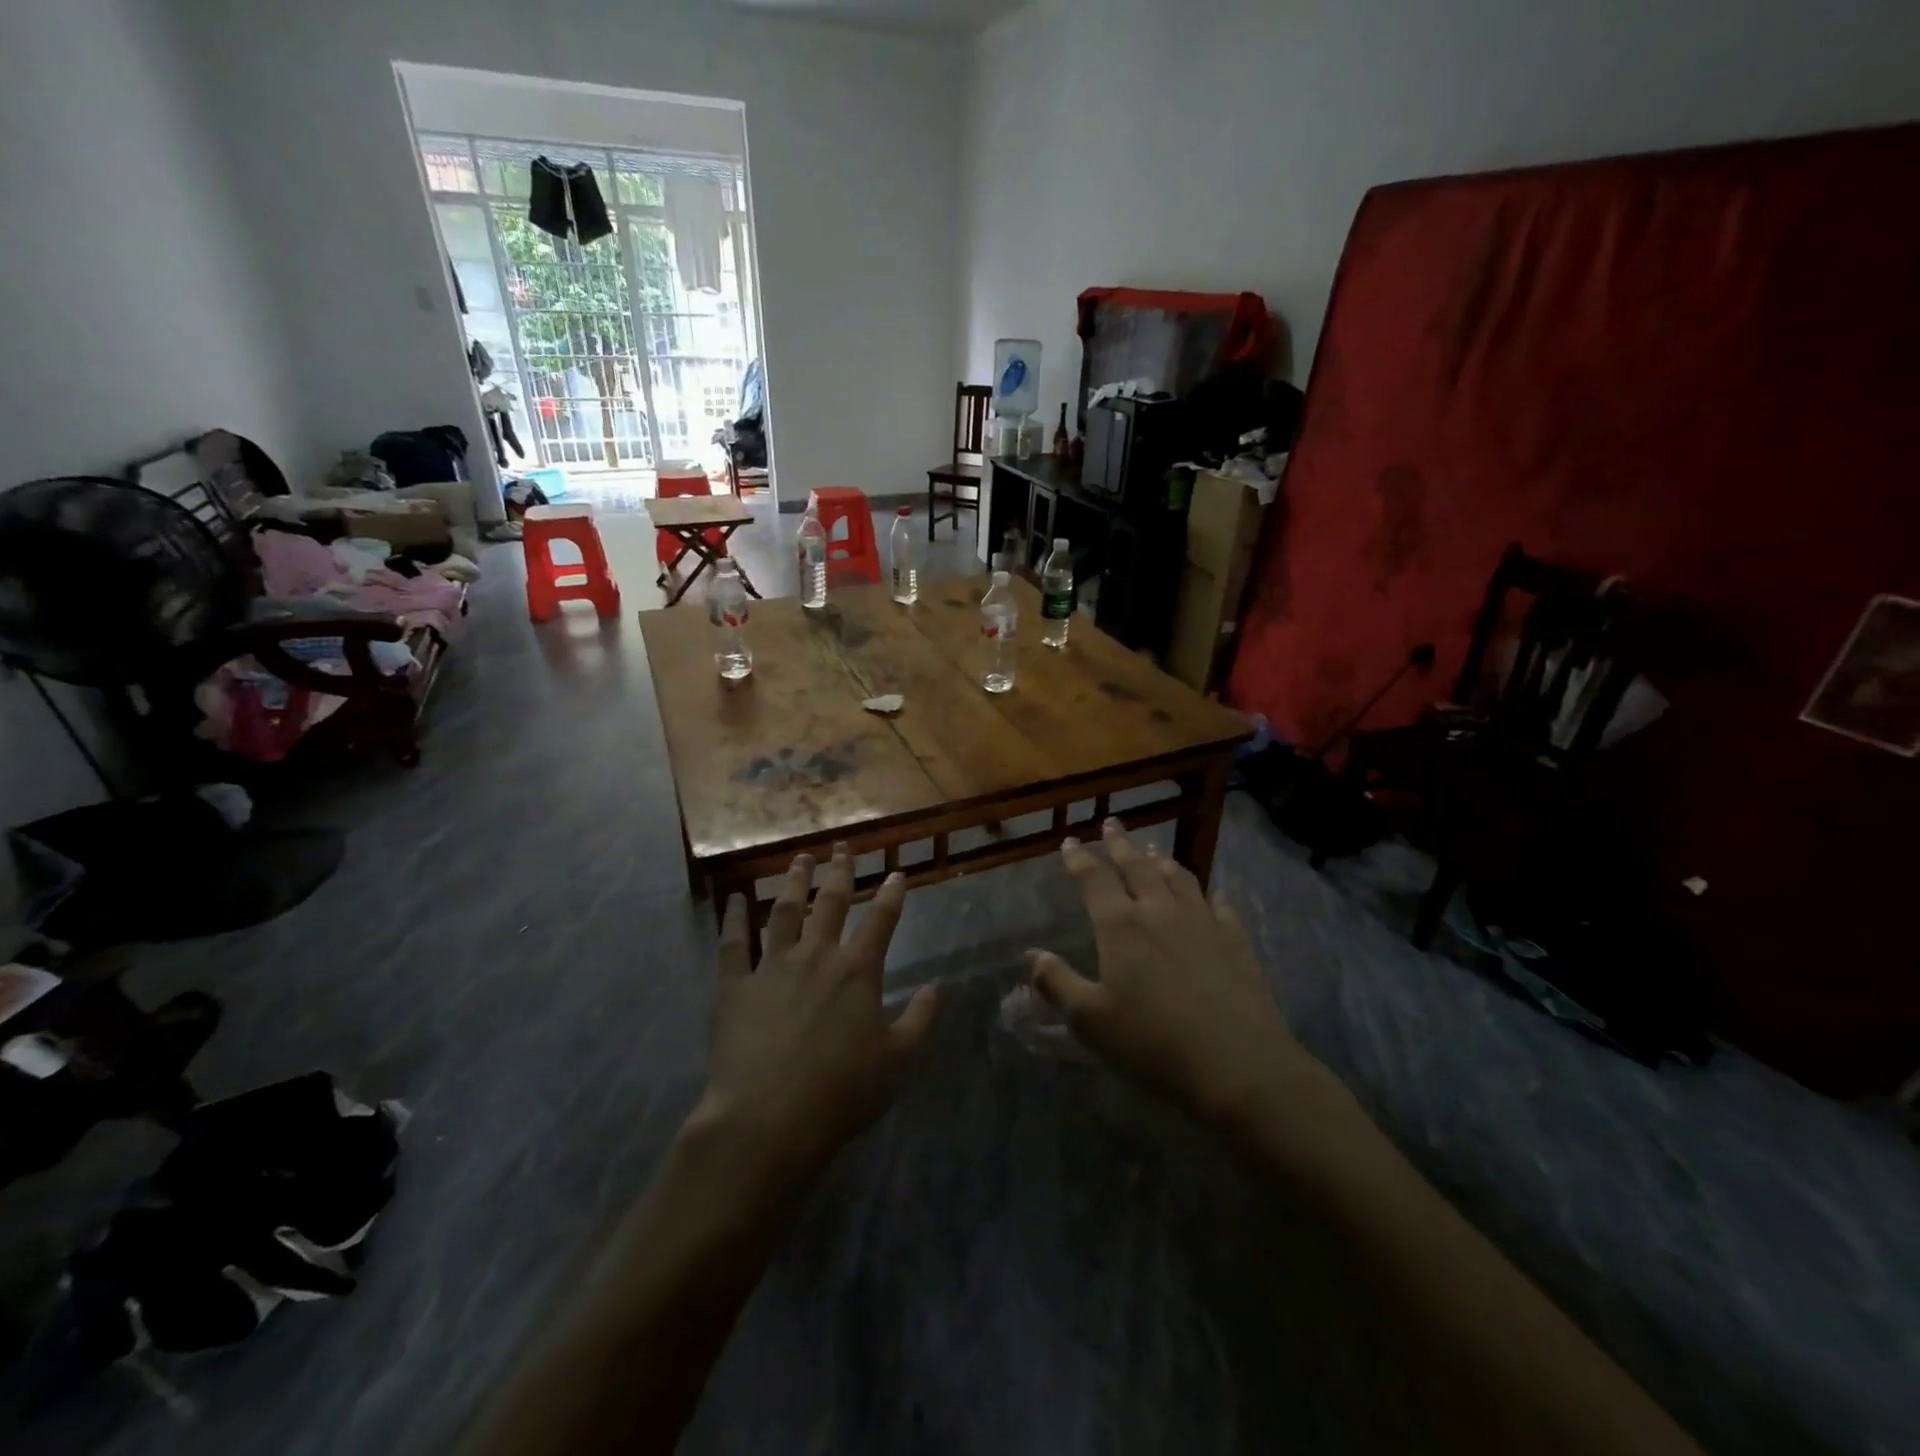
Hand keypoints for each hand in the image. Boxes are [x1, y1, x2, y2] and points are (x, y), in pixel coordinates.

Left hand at [694, 845, 939, 1185]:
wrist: (768, 1119)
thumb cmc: (841, 1092)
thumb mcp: (896, 1060)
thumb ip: (919, 1019)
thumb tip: (937, 987)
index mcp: (857, 971)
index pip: (881, 921)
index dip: (892, 894)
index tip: (896, 872)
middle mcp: (817, 956)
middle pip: (831, 903)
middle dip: (840, 872)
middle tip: (841, 847)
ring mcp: (772, 966)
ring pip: (784, 911)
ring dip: (794, 881)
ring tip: (799, 858)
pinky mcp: (735, 986)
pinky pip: (733, 943)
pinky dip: (733, 917)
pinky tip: (734, 898)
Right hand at [1029, 820, 1305, 1129]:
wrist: (1236, 1062)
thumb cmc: (1152, 1042)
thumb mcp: (1090, 1020)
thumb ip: (1057, 984)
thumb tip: (1033, 956)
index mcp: (1120, 925)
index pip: (1095, 879)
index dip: (1079, 859)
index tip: (1069, 842)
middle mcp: (1160, 910)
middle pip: (1137, 866)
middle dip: (1120, 844)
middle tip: (1112, 824)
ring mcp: (1202, 921)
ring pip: (1178, 877)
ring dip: (1161, 860)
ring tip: (1153, 849)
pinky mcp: (1235, 939)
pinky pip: (1219, 905)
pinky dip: (1209, 894)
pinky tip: (1212, 894)